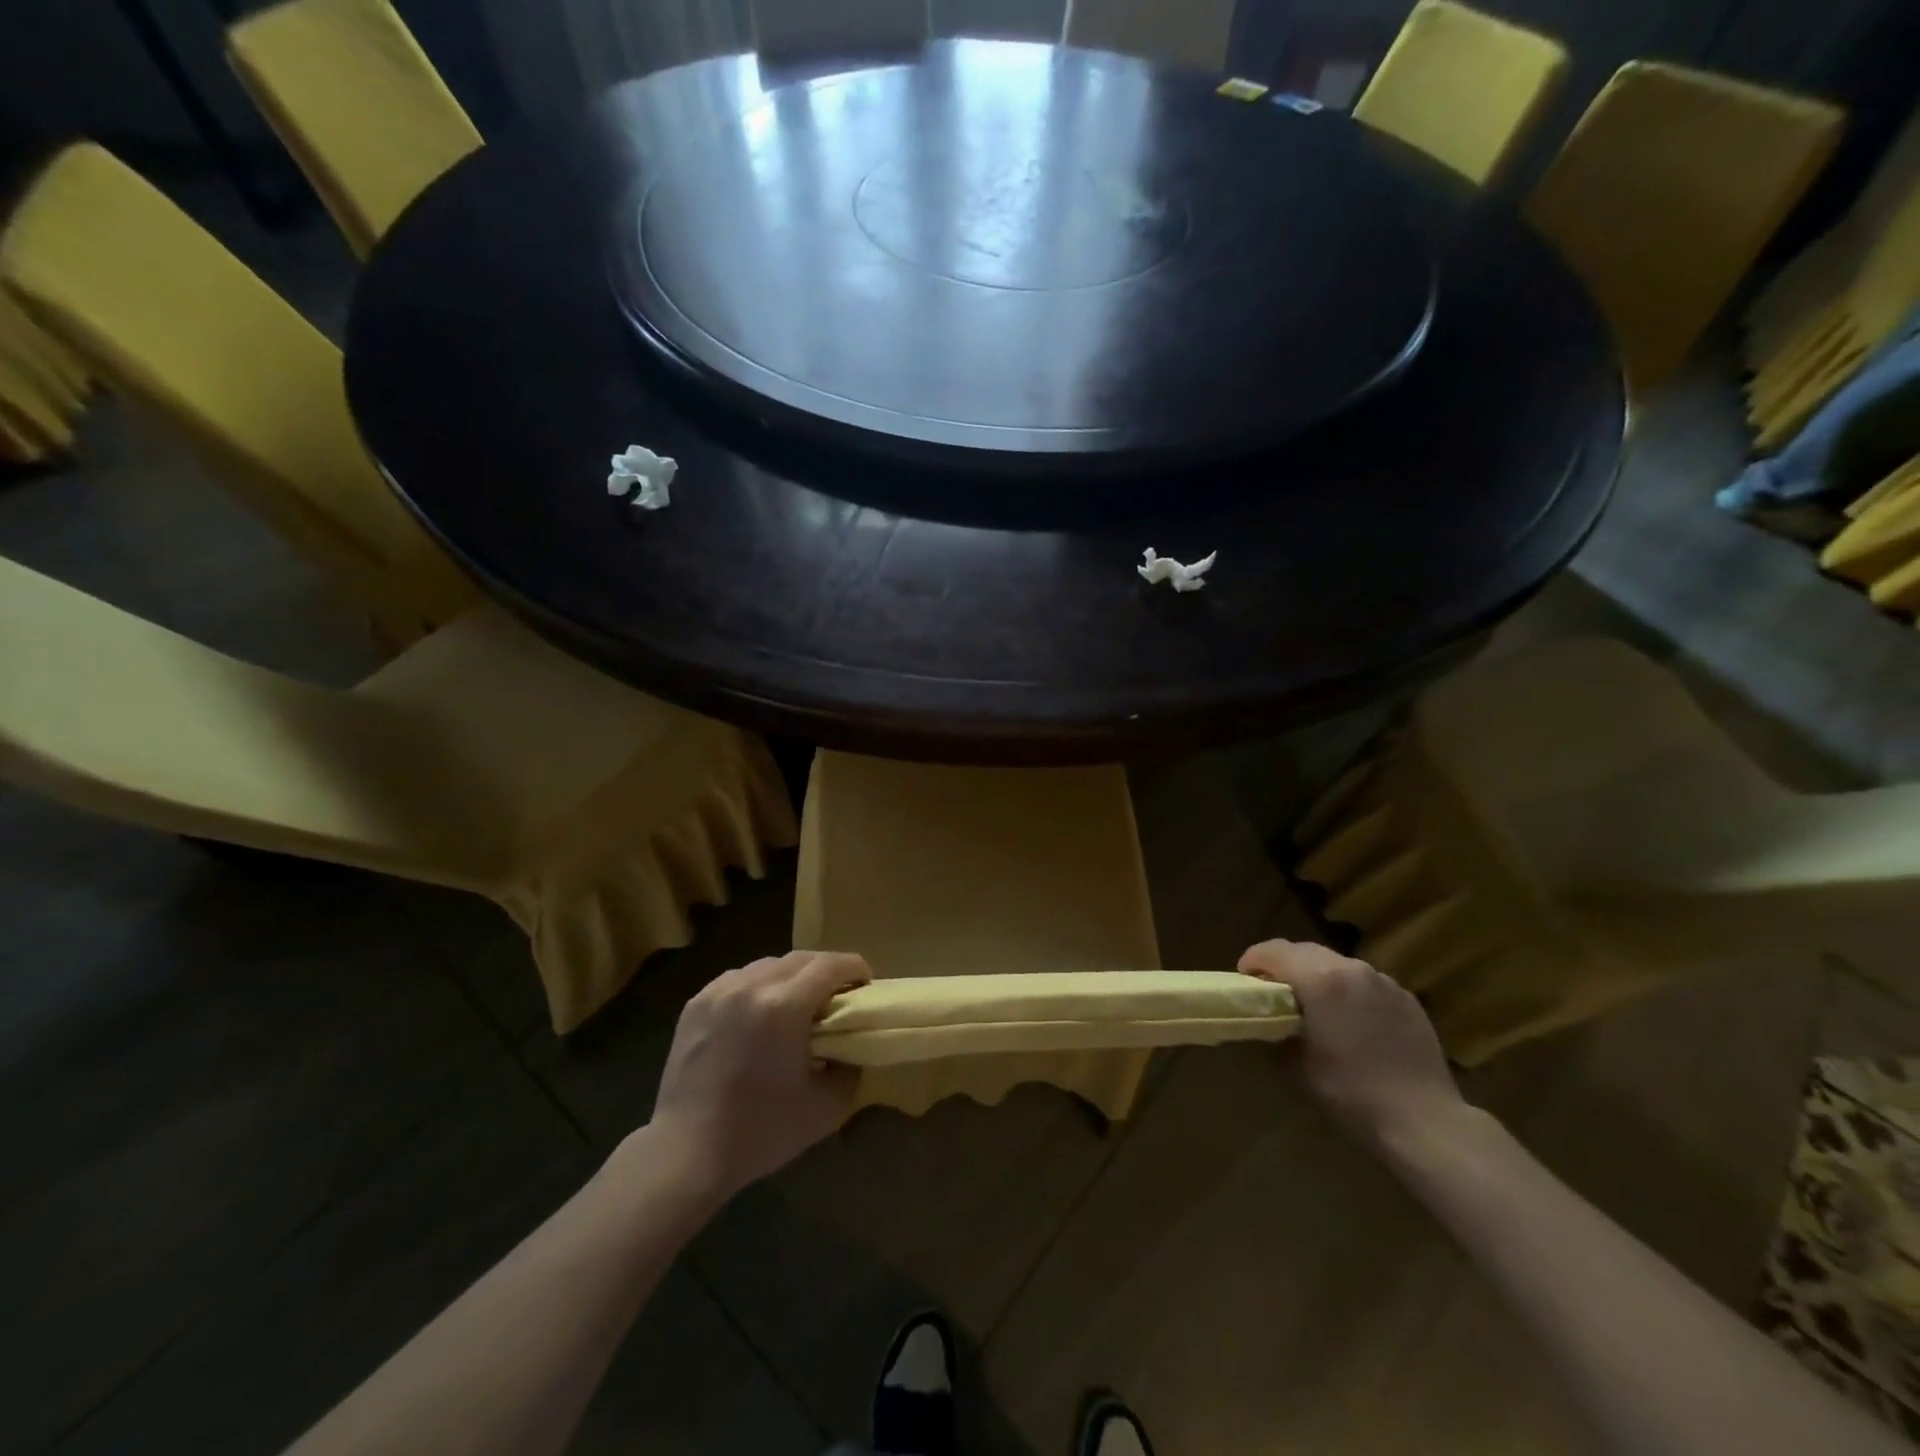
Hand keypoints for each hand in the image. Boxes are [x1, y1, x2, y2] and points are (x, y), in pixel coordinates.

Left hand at [646, 951, 870, 1205]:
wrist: (686, 1153)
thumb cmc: (760, 1132)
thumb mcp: (826, 1107)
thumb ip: (850, 1068)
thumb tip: (852, 1046)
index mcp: (784, 1006)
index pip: (830, 965)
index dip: (855, 968)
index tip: (865, 985)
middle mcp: (751, 986)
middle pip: (801, 958)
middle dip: (826, 970)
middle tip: (838, 994)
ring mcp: (719, 991)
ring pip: (768, 964)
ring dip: (791, 976)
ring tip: (798, 1003)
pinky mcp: (696, 1003)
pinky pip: (739, 979)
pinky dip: (759, 986)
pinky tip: (760, 1013)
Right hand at [1239, 939, 1462, 1143]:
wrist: (1423, 1120)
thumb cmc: (1350, 1092)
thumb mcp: (1295, 1064)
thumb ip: (1274, 1030)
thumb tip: (1264, 1020)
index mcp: (1321, 979)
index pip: (1274, 950)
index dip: (1253, 960)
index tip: (1245, 980)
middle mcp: (1352, 969)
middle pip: (1305, 950)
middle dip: (1284, 965)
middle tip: (1274, 993)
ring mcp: (1384, 982)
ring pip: (1337, 964)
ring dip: (1318, 976)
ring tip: (1315, 1007)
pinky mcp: (1407, 998)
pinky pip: (1365, 983)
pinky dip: (1349, 991)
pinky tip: (1352, 1022)